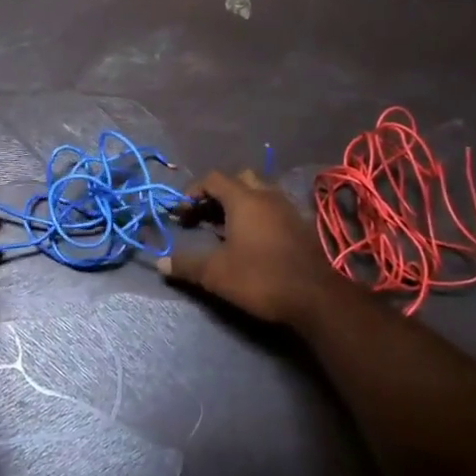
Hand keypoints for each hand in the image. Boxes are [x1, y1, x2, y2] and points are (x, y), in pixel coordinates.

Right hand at [156, 169, 342, 326]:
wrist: (315, 297)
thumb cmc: (260, 277)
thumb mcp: (215, 273)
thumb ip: (186, 264)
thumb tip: (160, 263)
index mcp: (244, 199)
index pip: (213, 178)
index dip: (192, 191)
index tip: (180, 212)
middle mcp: (267, 196)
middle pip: (238, 179)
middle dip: (216, 194)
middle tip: (202, 216)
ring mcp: (287, 210)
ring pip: (258, 193)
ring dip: (237, 204)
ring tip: (222, 229)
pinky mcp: (299, 226)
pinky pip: (272, 209)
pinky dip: (255, 216)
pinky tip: (248, 240)